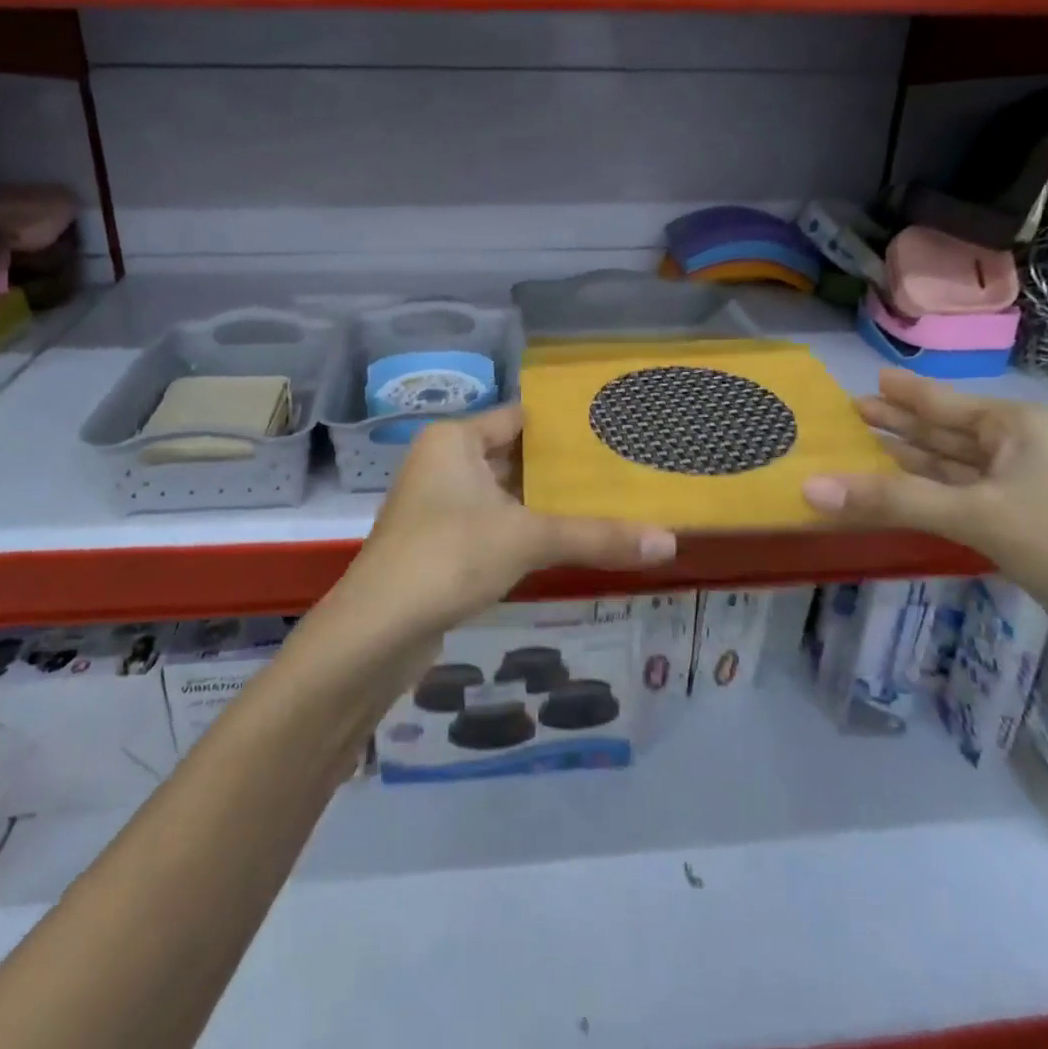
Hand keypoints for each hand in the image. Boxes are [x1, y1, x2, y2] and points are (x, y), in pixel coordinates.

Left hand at [332, 406, 675, 643]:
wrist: (377, 630)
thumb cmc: (449, 556)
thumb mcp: (528, 538)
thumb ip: (596, 536)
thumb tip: (670, 543)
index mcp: (455, 439)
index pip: (521, 417)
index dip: (565, 425)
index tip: (614, 429)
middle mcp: (444, 462)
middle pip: (516, 455)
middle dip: (563, 467)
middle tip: (623, 467)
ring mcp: (440, 504)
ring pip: (507, 494)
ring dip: (547, 502)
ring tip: (608, 501)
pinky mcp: (442, 543)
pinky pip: (495, 523)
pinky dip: (528, 529)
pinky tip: (568, 540)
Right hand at [802, 369, 1047, 700]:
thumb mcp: (980, 515)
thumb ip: (892, 500)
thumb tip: (808, 487)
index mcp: (1019, 427)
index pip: (944, 402)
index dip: (905, 393)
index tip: (867, 380)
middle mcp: (1020, 452)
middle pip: (944, 434)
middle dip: (897, 426)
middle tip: (847, 416)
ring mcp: (1022, 495)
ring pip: (949, 472)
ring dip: (905, 467)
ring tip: (857, 455)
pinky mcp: (1022, 534)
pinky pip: (957, 506)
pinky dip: (923, 502)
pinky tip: (893, 501)